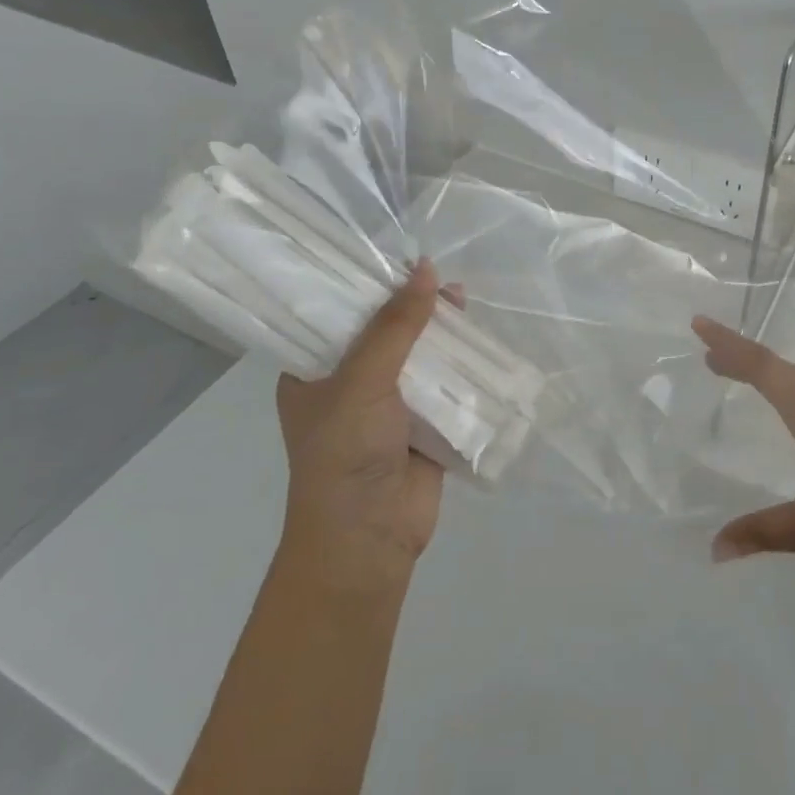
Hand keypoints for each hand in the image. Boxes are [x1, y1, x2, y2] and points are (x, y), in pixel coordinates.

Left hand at [275, 260, 445, 589]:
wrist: (369, 537)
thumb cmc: (345, 453)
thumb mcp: (363, 380)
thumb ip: (395, 326)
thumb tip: (427, 269)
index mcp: (314, 372)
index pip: (338, 316)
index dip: (367, 286)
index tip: (396, 257)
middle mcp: (349, 384)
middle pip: (385, 332)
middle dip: (412, 306)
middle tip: (440, 277)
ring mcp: (388, 406)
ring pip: (418, 356)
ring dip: (440, 333)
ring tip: (463, 300)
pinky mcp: (423, 425)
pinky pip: (444, 385)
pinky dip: (461, 365)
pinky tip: (480, 341)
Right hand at [692, 316, 794, 581]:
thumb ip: (763, 533)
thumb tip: (713, 548)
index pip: (761, 366)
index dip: (728, 344)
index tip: (698, 323)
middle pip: (779, 367)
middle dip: (742, 358)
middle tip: (709, 357)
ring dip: (768, 372)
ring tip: (739, 374)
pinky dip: (793, 387)